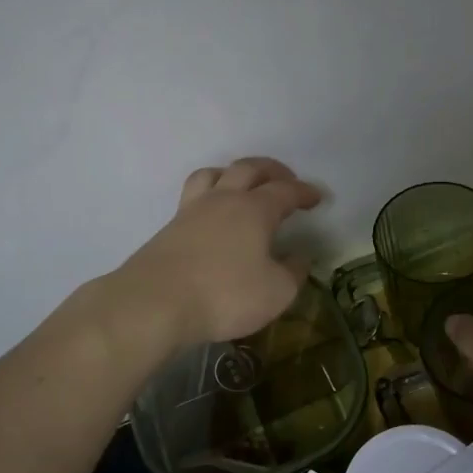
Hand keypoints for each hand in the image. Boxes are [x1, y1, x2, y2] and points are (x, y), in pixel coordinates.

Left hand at [111, 157, 323, 350]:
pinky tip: (214, 214)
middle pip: (248, 168)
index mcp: (254, 209)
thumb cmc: (225, 295)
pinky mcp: (169, 227)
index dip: (304, 191)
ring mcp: (192, 210)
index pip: (285, 191)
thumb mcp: (276, 292)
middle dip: (271, 170)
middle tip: (286, 180)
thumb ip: (293, 272)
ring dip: (233, 173)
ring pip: (213, 174)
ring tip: (243, 185)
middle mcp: (223, 199)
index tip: (317, 197)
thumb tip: (300, 257)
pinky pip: (194, 196)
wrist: (155, 304)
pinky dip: (211, 194)